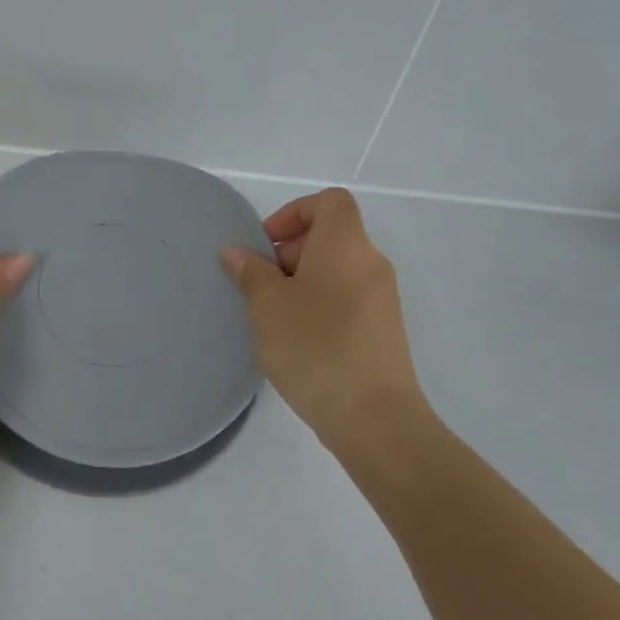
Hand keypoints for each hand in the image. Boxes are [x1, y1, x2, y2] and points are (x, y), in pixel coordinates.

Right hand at [221, 188, 425, 451]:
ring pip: (336, 270)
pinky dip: (320, 304)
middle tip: (261, 287)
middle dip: (289, 252)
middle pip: (330, 236)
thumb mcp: (268, 307)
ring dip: (301, 282)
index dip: (294, 213)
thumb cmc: (315, 348)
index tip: (266, 246)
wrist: (374, 418)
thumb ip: (250, 273)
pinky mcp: (384, 329)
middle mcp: (370, 263)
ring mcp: (382, 298)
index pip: (329, 202)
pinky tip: (297, 340)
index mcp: (346, 246)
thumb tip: (236, 252)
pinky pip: (347, 298)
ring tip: (273, 317)